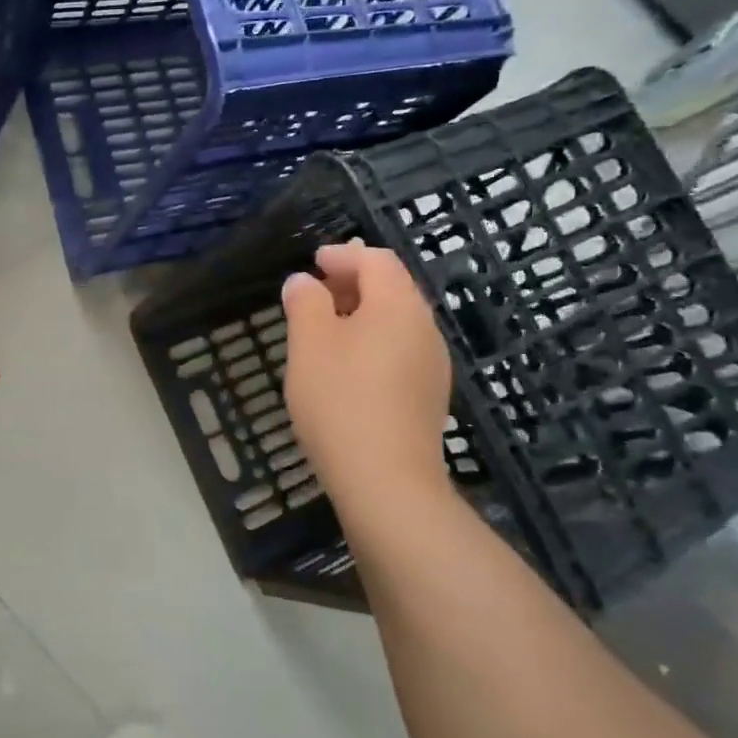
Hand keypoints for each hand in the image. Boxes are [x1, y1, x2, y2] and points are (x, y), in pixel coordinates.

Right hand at [281, 241, 455, 525]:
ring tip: (326, 329)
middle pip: (392, 288)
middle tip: (315, 292)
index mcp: (398, 305)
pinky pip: (400, 351)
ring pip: (397, 322)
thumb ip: (305, 303)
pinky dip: (373, 343)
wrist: (387, 482)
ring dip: (362, 314)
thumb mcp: (309, 344)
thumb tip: (304, 282)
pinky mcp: (428, 396)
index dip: (343, 255)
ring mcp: (432, 365)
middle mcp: (424, 328)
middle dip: (353, 283)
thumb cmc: (341, 401)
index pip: (376, 261)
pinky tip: (348, 368)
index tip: (313, 262)